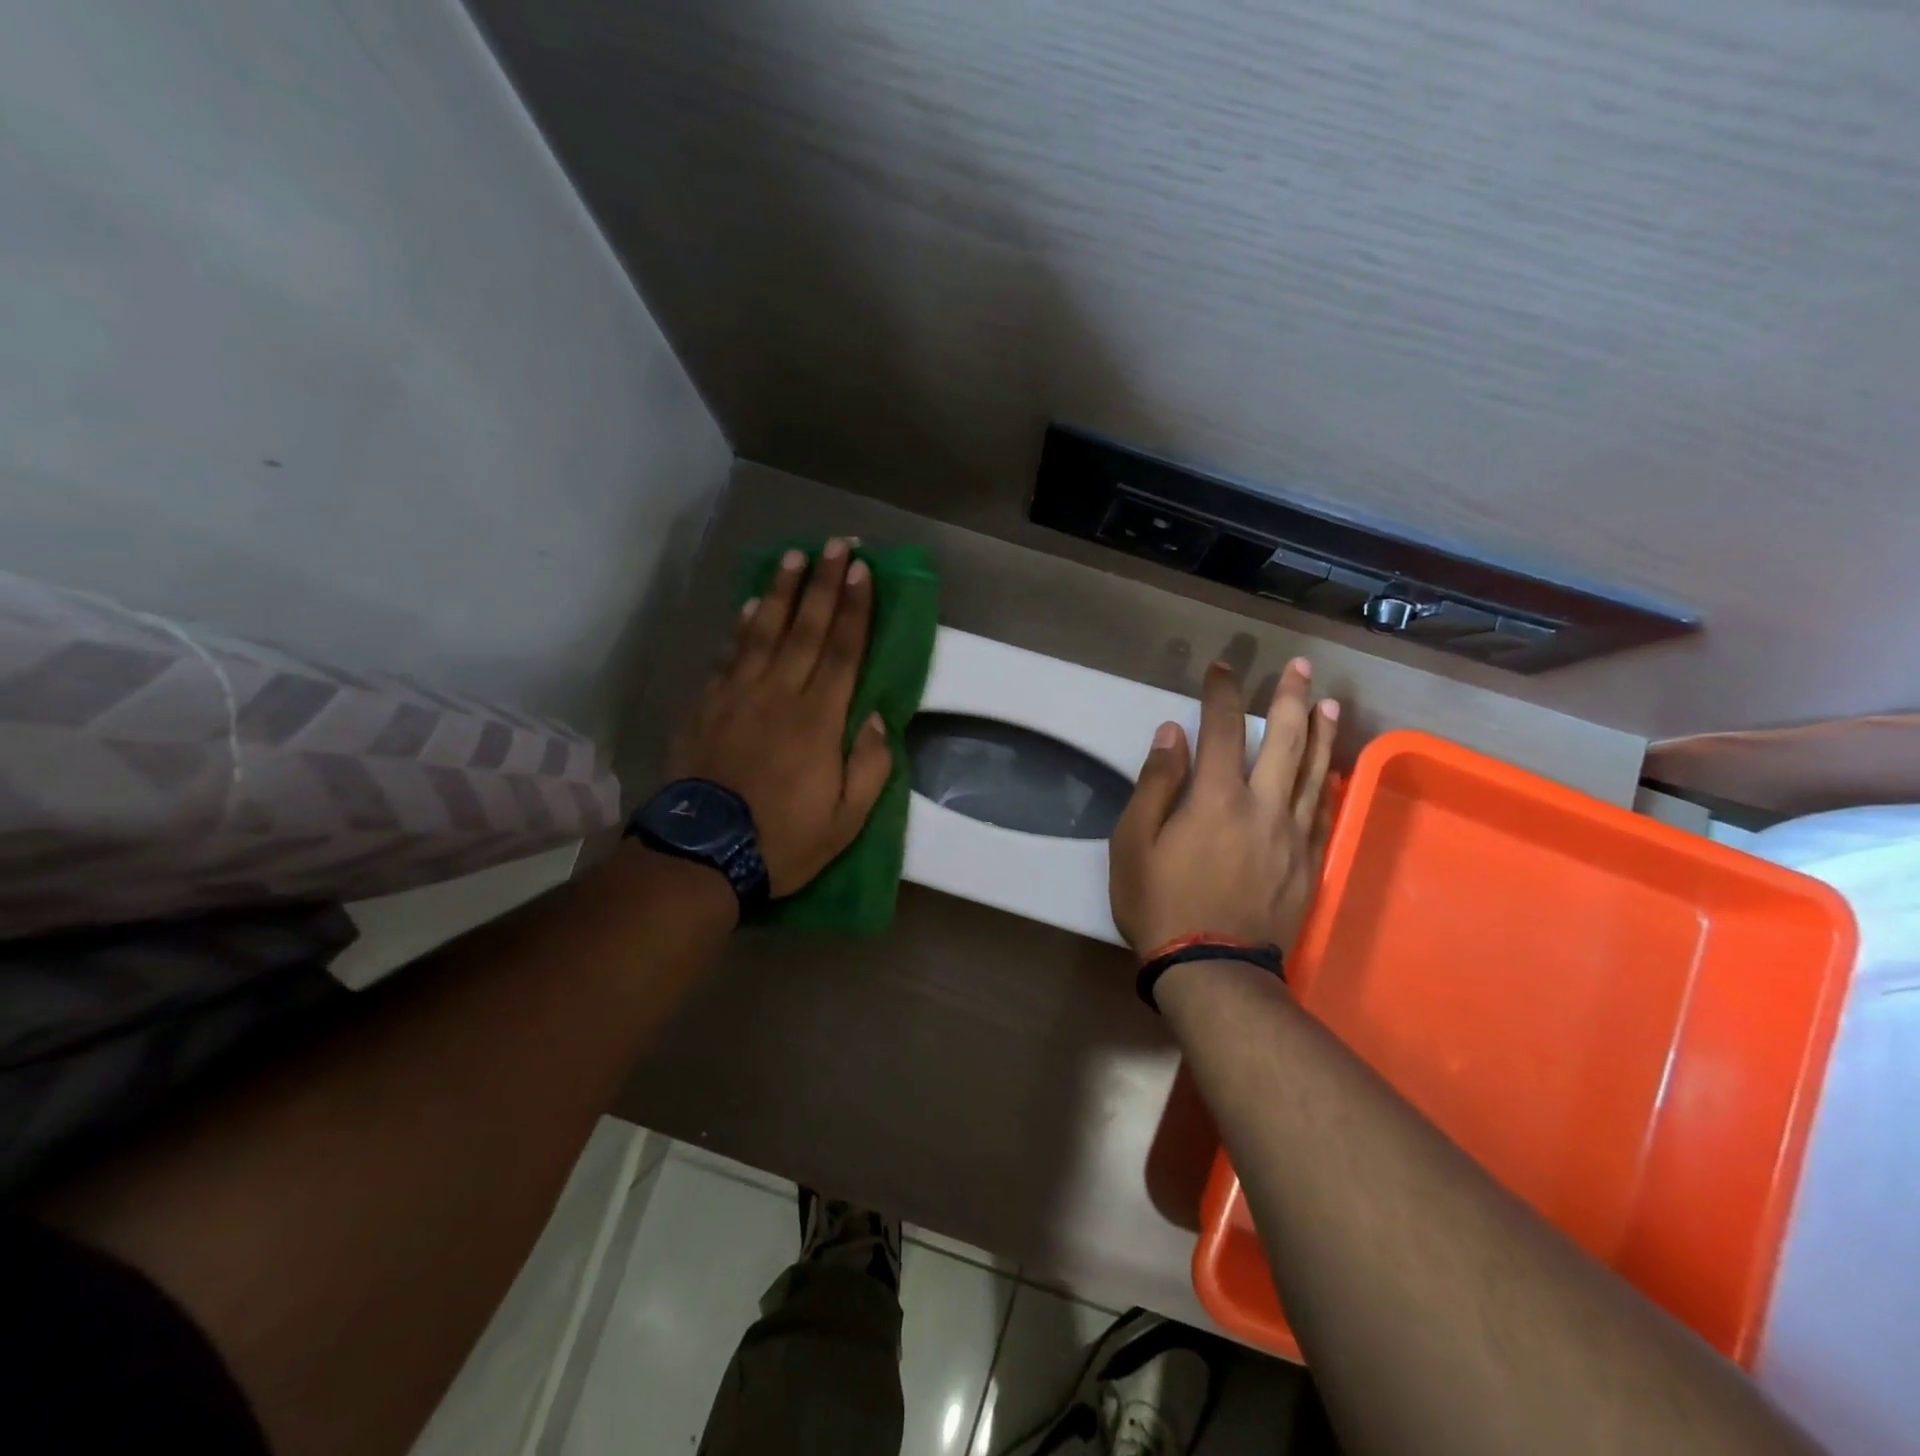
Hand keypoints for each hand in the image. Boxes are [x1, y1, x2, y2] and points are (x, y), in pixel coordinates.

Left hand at [666, 539, 892, 896]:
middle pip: (805, 628)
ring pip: (763, 632)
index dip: (855, 608)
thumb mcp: (846, 820)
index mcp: (818, 721)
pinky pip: (728, 656)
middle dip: (823, 583)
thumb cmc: (783, 840)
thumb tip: (878, 718)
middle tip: (835, 544)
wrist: (702, 855)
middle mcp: (779, 695)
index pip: (842, 651)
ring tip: (793, 557)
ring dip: (780, 592)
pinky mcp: (706, 706)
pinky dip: (741, 628)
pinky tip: (748, 607)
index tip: (862, 571)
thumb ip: (870, 766)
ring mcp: (737, 696)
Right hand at [1110, 657, 1337, 953]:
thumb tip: (1171, 734)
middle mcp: (1263, 806)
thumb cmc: (1161, 903)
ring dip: (1322, 733)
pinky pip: (1325, 812)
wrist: (1213, 969)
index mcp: (1215, 798)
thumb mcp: (1133, 844)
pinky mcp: (1309, 863)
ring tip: (1331, 703)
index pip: (1222, 730)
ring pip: (1314, 772)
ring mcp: (1292, 835)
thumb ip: (1155, 785)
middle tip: (1300, 667)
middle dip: (1291, 698)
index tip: (1222, 668)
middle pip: (1284, 740)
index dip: (1222, 693)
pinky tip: (1334, 768)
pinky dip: (1331, 783)